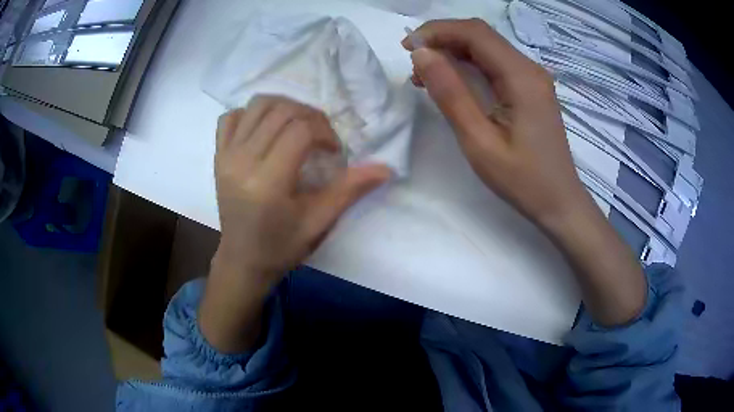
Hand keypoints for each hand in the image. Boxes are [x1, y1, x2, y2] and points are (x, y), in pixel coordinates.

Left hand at [214, 95, 390, 283]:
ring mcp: (226, 155)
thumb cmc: (281, 246)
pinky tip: (265, 129)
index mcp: (267, 182)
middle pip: (280, 111)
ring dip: (285, 107)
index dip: (324, 131)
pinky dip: (251, 114)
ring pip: (257, 105)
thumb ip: (349, 190)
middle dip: (310, 116)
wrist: (242, 259)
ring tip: (298, 126)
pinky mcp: (218, 155)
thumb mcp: (319, 222)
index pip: (300, 130)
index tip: (333, 150)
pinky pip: (231, 117)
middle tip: (321, 137)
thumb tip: (386, 168)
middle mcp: (242, 161)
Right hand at [402, 19, 591, 230]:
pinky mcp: (530, 89)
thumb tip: (422, 55)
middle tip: (414, 62)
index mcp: (521, 76)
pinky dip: (469, 66)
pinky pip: (496, 65)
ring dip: (454, 52)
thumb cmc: (522, 180)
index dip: (437, 32)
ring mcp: (532, 78)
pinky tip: (452, 82)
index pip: (475, 33)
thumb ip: (451, 94)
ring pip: (487, 48)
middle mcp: (529, 68)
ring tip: (426, 75)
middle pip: (481, 36)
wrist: (559, 202)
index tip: (408, 48)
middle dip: (443, 40)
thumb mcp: (479, 141)